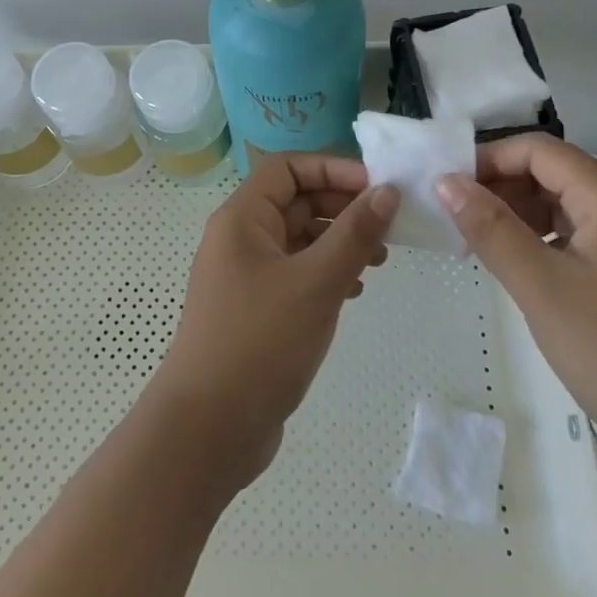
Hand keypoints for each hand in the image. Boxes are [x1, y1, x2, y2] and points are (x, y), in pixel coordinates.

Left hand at [150, 154, 398, 484]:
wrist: (208, 428)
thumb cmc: (259, 342)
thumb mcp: (315, 283)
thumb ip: (354, 234)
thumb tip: (387, 192)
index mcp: (242, 219)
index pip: (287, 168)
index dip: (332, 169)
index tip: (377, 188)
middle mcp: (240, 239)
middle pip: (295, 201)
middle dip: (342, 207)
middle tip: (388, 227)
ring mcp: (246, 276)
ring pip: (299, 239)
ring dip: (338, 241)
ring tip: (379, 260)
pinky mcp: (255, 310)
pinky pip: (295, 273)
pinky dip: (325, 273)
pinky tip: (353, 291)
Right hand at [435, 135, 596, 465]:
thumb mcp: (541, 286)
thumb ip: (491, 228)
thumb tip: (446, 181)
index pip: (540, 150)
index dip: (490, 158)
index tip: (447, 187)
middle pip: (553, 174)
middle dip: (501, 187)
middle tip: (454, 218)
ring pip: (564, 208)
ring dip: (518, 216)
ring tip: (476, 244)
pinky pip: (577, 239)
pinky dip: (541, 243)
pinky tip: (517, 269)